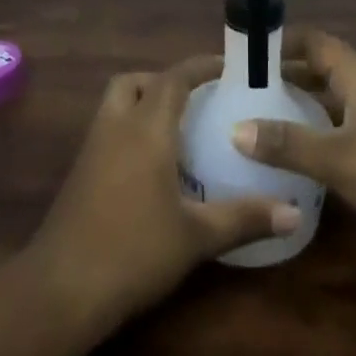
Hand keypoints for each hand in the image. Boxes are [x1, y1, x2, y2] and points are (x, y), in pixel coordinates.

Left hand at [27, 55, 299, 332]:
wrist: (61, 288)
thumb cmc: (134, 251)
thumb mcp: (197, 236)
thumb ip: (245, 218)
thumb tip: (294, 214)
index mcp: (146, 129)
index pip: (174, 78)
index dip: (201, 67)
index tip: (228, 67)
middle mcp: (116, 127)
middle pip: (135, 82)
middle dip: (165, 82)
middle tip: (196, 100)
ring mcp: (92, 149)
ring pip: (116, 104)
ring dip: (143, 103)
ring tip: (178, 130)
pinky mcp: (79, 172)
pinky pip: (107, 130)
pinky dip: (130, 130)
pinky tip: (152, 166)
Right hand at [232, 28, 355, 234]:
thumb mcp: (338, 157)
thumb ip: (287, 144)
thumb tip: (235, 129)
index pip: (314, 41)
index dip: (281, 41)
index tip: (243, 54)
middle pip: (319, 72)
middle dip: (283, 78)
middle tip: (240, 92)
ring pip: (330, 106)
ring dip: (299, 110)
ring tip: (256, 124)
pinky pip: (341, 134)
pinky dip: (316, 139)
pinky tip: (294, 161)